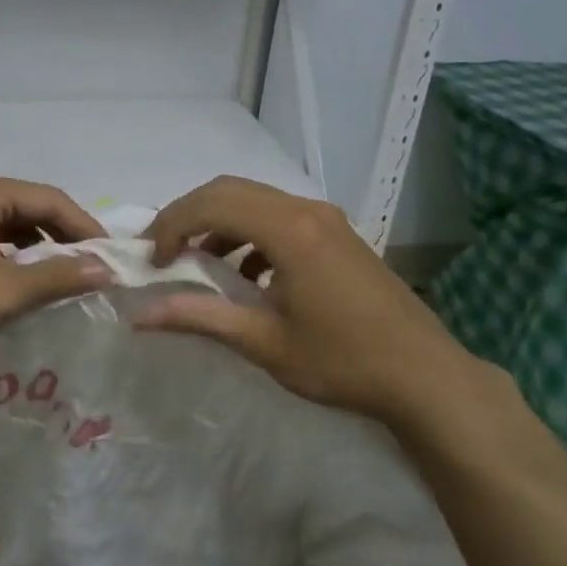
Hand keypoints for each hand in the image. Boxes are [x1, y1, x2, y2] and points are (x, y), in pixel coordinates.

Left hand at [0, 172, 111, 352]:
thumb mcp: (1, 292)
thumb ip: (57, 278)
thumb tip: (107, 269)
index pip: (54, 200)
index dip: (88, 229)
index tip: (113, 260)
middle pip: (35, 210)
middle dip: (66, 241)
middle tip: (95, 274)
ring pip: (15, 227)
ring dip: (42, 253)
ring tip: (68, 283)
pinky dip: (16, 260)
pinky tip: (28, 286)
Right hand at [134, 176, 489, 422]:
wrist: (424, 375)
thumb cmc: (342, 361)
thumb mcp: (264, 343)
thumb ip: (200, 319)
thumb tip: (141, 316)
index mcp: (288, 230)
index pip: (212, 204)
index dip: (172, 225)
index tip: (153, 262)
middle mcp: (306, 210)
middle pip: (230, 190)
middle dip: (189, 215)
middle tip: (164, 251)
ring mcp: (326, 218)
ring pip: (255, 200)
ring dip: (218, 222)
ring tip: (197, 262)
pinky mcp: (337, 233)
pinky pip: (279, 216)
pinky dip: (249, 233)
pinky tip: (246, 275)